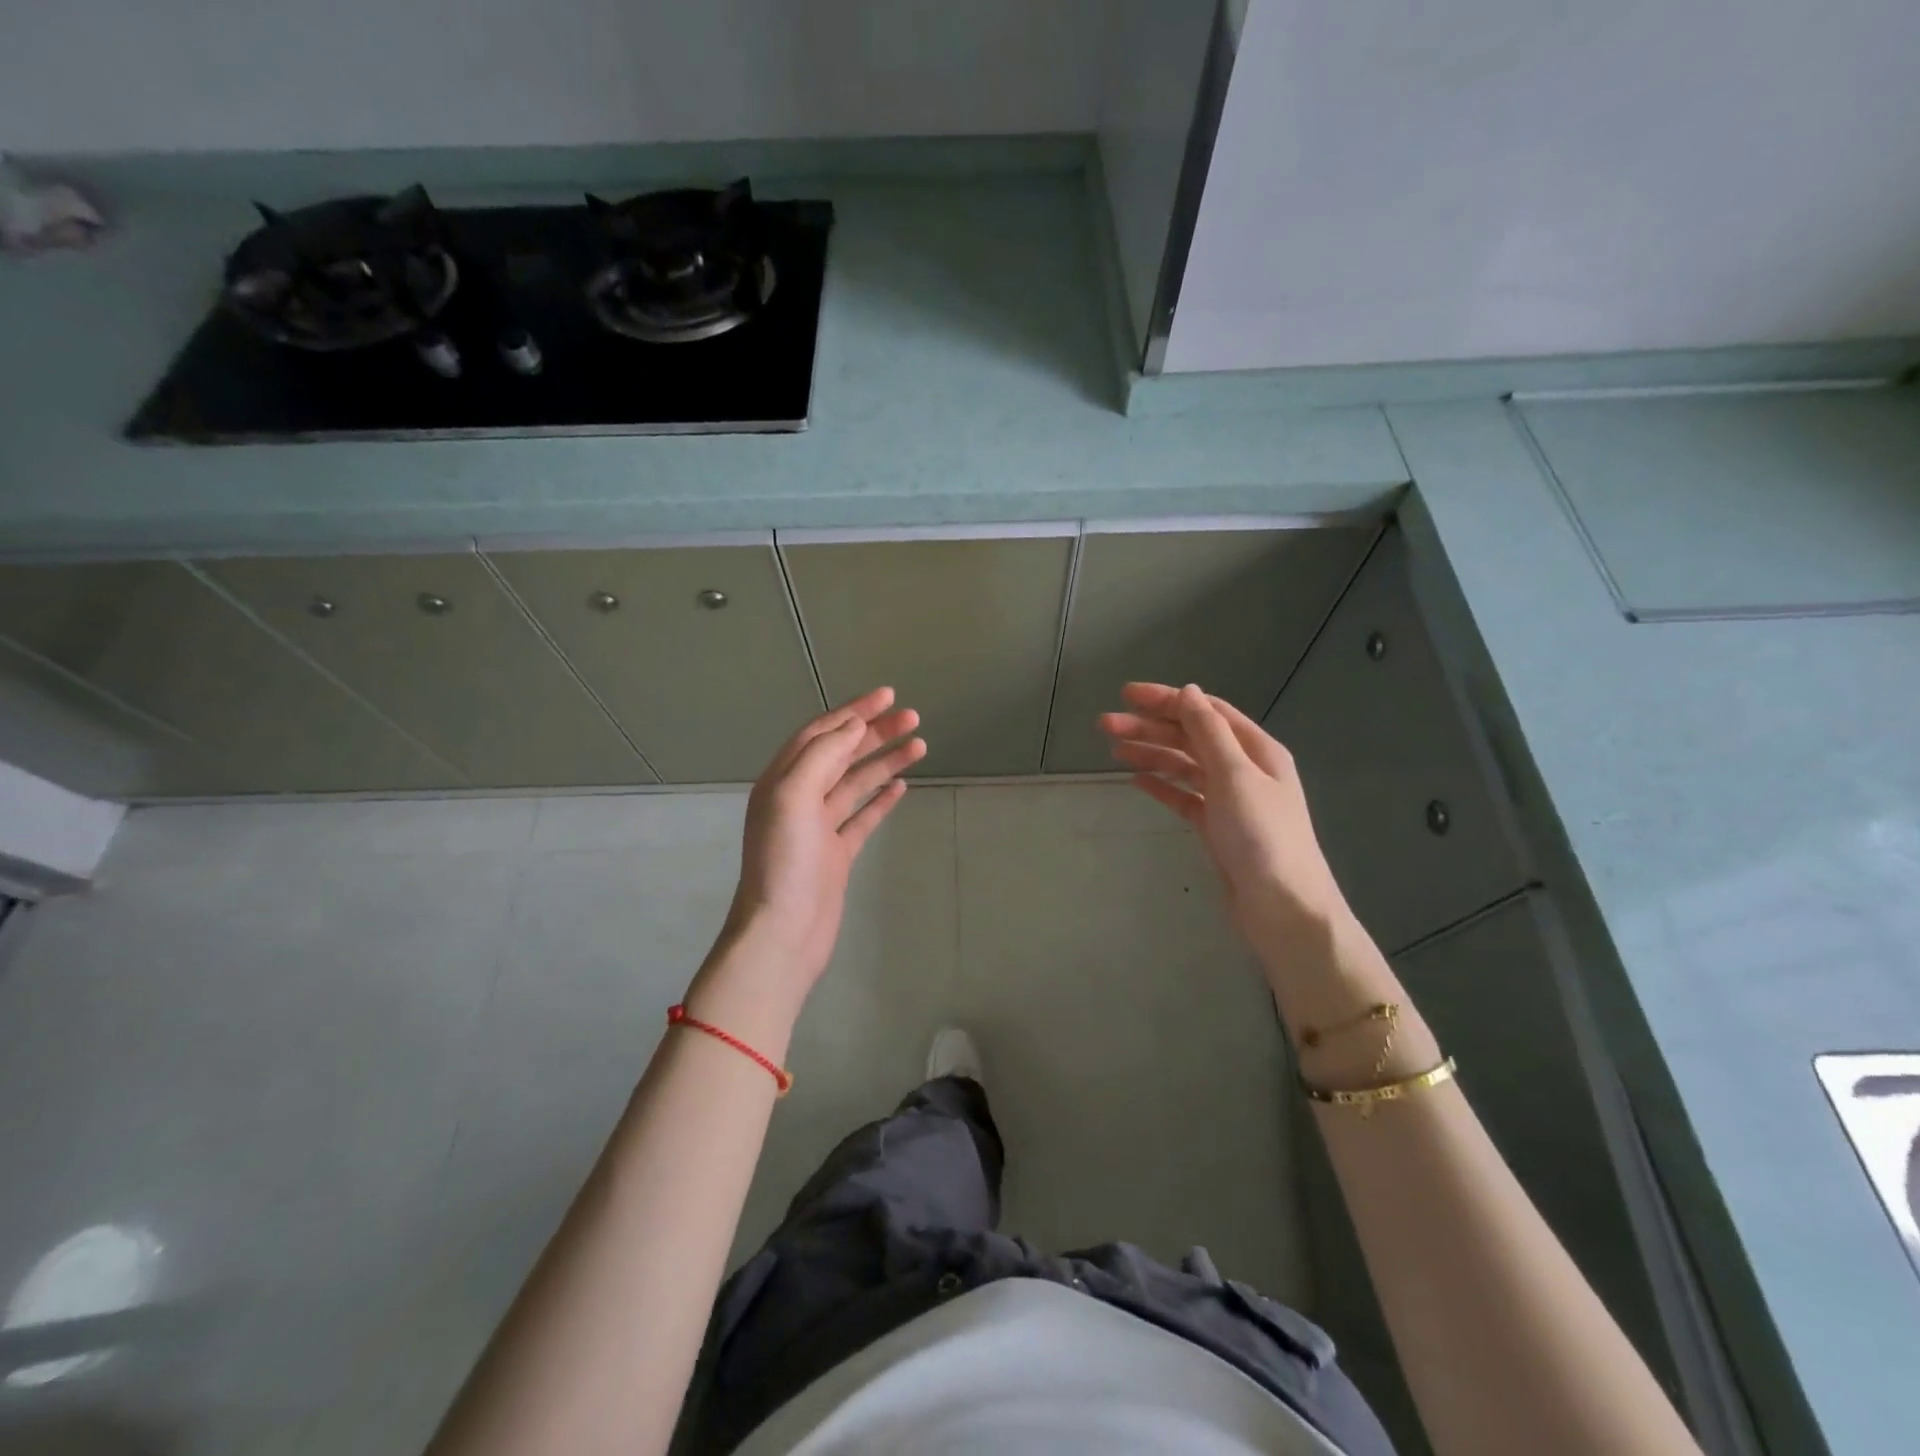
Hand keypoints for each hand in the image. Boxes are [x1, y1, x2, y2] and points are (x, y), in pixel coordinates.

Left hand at [687, 688, 923, 1044]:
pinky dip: (881, 798)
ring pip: (856, 782)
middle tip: (913, 718)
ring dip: (885, 761)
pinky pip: (862, 815)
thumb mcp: (793, 798)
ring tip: (919, 745)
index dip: (853, 711)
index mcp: (782, 780)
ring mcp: (819, 827)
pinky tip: (901, 785)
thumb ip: (821, 756)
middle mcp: (799, 798)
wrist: (783, 934)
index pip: (821, 733)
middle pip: (841, 754)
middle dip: (876, 733)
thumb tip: (852, 727)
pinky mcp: (837, 853)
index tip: (888, 696)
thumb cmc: (785, 863)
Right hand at [1099, 682, 1352, 959]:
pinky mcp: (1216, 827)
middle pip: (1190, 737)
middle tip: (1105, 725)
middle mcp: (1243, 769)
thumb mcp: (1235, 776)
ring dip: (1150, 754)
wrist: (1282, 908)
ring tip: (1113, 750)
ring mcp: (1229, 799)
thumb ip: (1209, 733)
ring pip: (1183, 766)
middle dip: (1149, 727)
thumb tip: (1188, 691)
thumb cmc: (1262, 836)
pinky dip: (1161, 786)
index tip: (1126, 695)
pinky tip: (1136, 780)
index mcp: (1255, 750)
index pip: (1205, 712)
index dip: (1167, 699)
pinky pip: (1183, 797)